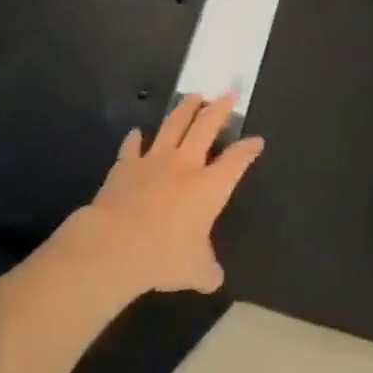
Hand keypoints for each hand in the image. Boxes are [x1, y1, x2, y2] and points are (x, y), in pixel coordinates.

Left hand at [78, 94, 263, 294]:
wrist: (116, 244)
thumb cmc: (164, 256)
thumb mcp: (195, 272)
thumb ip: (208, 270)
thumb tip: (213, 278)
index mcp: (210, 186)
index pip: (236, 160)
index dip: (248, 149)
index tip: (256, 140)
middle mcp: (185, 164)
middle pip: (206, 127)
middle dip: (220, 109)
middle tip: (228, 94)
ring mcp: (153, 160)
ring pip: (173, 125)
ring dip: (185, 108)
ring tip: (193, 96)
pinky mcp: (125, 165)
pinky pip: (132, 146)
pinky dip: (135, 138)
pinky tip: (136, 132)